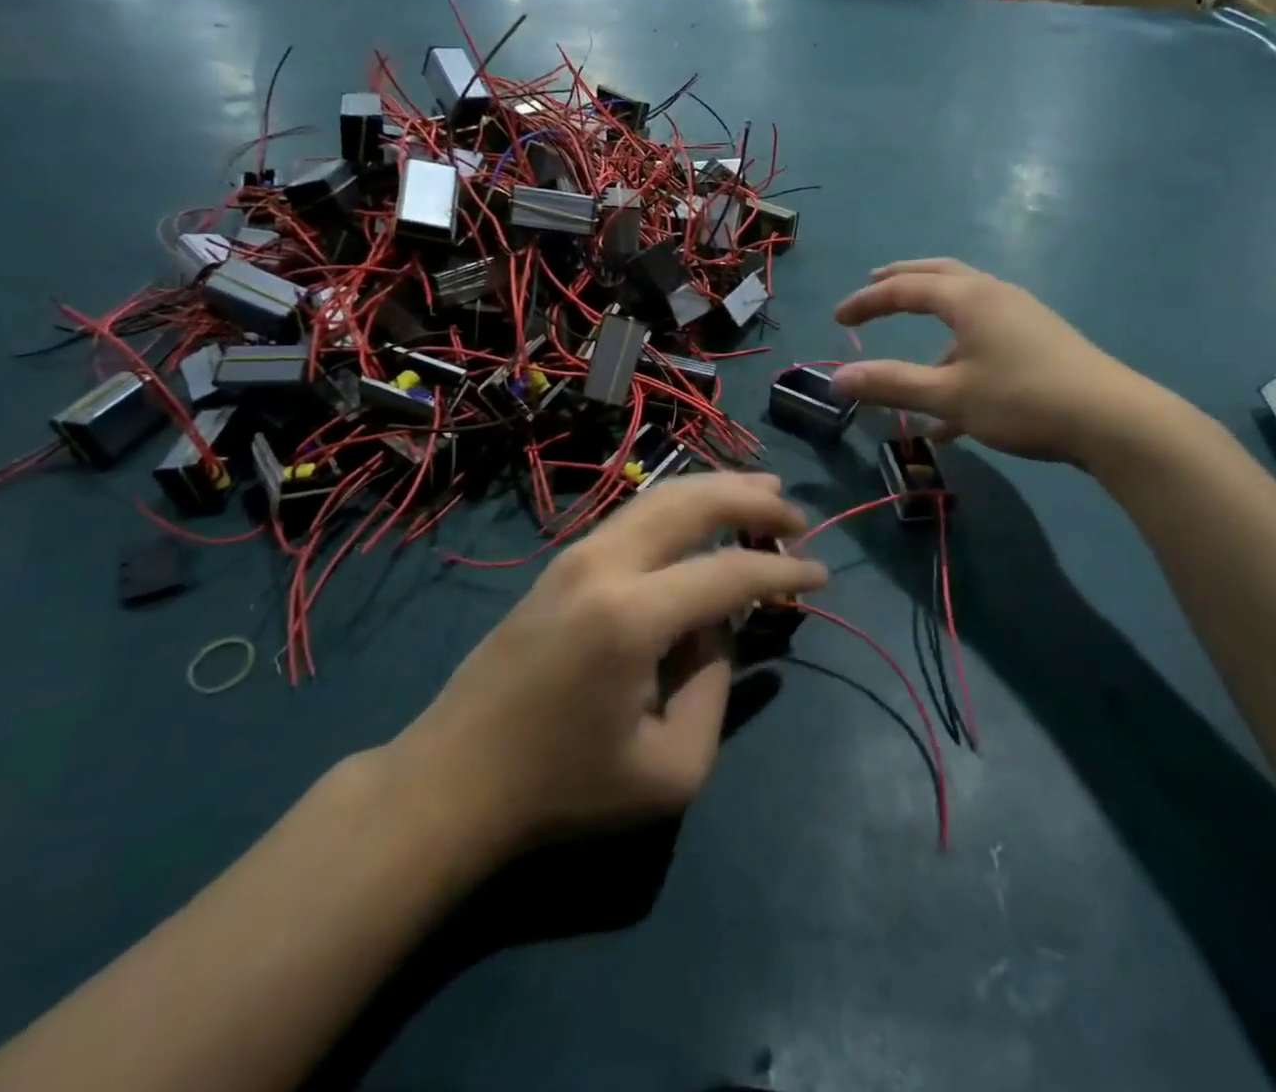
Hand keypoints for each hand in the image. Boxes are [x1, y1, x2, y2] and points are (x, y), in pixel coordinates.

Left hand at [392, 474, 825, 856]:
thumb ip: (714, 687)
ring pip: (661, 496)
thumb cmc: (565, 787)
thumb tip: (719, 626)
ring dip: (717, 488)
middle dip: (753, 499)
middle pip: (693, 503)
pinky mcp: (562, 561)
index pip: (730, 573)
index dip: (783, 571)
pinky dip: (682, 503)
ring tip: (763, 489)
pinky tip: (704, 513)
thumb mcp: (670, 769)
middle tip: (796, 515)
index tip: (820, 576)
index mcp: (632, 616)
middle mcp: (604, 564)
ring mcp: (577, 554)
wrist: (454, 780)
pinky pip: (637, 514)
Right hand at [831, 258, 1181, 467]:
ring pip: (964, 308)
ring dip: (933, 323)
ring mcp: (1021, 318)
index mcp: (969, 298)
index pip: (905, 288)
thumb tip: (837, 378)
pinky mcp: (1038, 343)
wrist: (1112, 420)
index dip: (868, 301)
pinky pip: (985, 339)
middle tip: (873, 286)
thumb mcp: (950, 396)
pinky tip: (951, 414)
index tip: (838, 318)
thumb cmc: (1022, 399)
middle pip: (939, 276)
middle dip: (902, 283)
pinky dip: (959, 359)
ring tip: (910, 354)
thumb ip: (892, 384)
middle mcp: (994, 296)